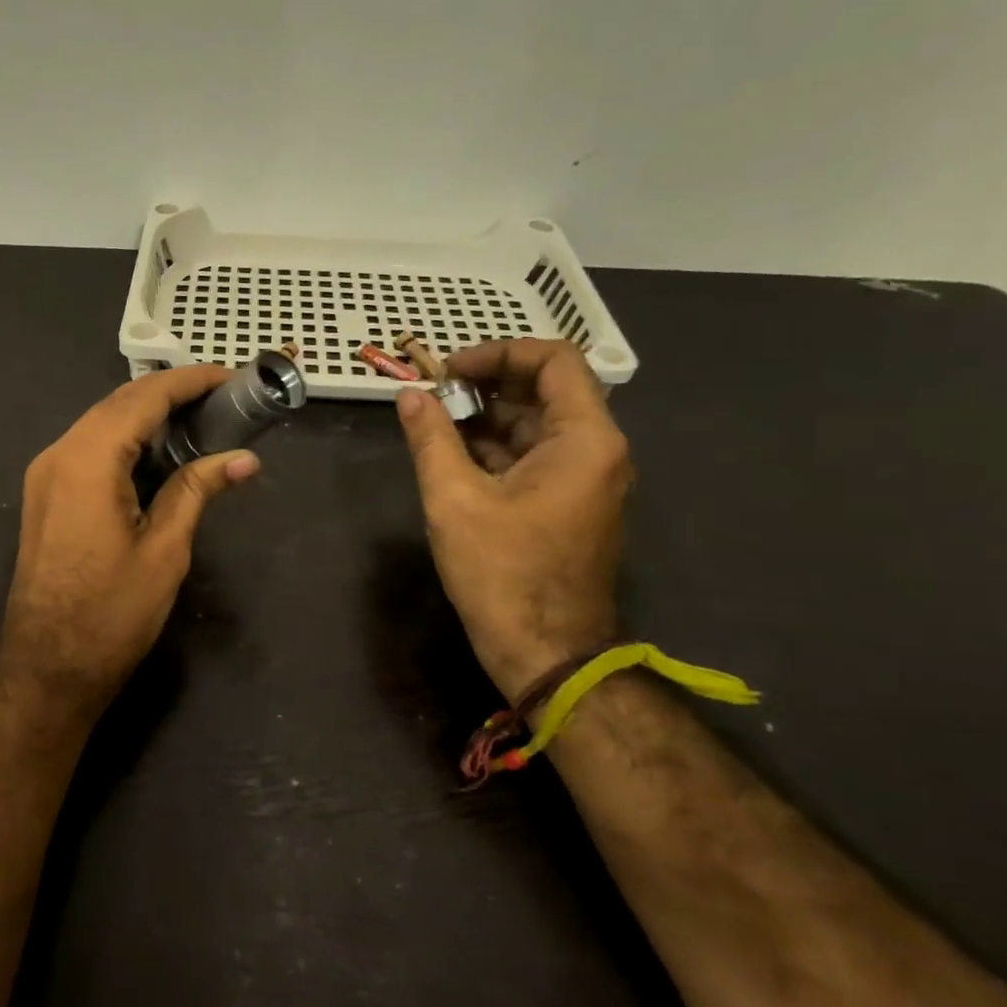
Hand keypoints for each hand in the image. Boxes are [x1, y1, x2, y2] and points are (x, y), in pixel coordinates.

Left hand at [0, 365, 260, 720]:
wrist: (47, 667)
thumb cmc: (111, 613)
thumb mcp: (165, 549)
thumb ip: (197, 490)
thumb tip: (244, 458)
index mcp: (87, 460)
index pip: (144, 398)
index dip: (190, 381)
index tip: (232, 377)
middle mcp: (59, 453)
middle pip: (119, 402)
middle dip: (171, 393)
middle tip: (223, 397)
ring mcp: (46, 473)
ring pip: (102, 422)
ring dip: (148, 414)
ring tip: (201, 418)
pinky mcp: (47, 493)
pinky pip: (90, 447)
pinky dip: (127, 438)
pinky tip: (160, 450)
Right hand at [396, 339, 632, 698]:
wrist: (546, 654)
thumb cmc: (502, 573)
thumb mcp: (454, 500)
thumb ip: (431, 438)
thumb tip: (409, 395)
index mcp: (584, 440)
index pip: (555, 361)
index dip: (500, 353)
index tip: (450, 370)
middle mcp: (597, 451)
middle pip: (547, 390)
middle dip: (488, 383)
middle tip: (436, 392)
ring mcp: (587, 480)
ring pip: (538, 425)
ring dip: (488, 416)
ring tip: (436, 422)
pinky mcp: (571, 504)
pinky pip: (536, 456)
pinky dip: (497, 447)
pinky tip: (453, 454)